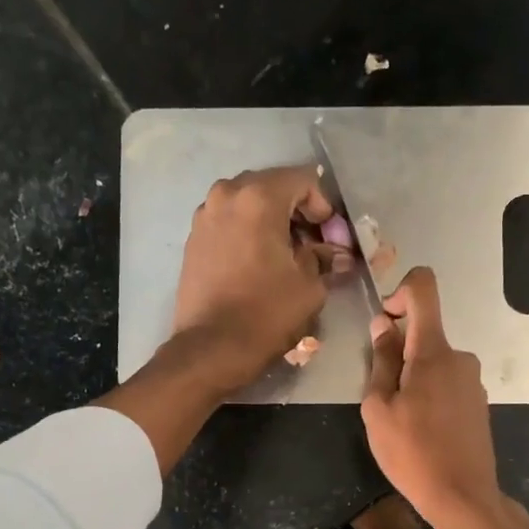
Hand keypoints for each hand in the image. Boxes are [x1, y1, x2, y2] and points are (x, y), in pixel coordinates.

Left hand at [171, 165, 337, 395]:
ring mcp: (204, 216)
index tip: (331, 237)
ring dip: (271, 223)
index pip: (303, 180)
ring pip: (248, 205)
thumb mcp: (309, 286)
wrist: (212, 348)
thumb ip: (323, 259)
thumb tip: (335, 254)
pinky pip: (229, 224)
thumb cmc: (266, 314)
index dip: (324, 207)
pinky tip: (259, 264)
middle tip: (313, 245)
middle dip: (297, 212)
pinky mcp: (193, 240)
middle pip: (272, 188)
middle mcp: (226, 194)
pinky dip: (248, 235)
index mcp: (259, 197)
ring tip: (286, 256)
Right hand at [361, 267, 505, 528]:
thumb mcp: (379, 409)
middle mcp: (460, 357)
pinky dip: (429, 396)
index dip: (399, 292)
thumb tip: (384, 326)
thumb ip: (381, 362)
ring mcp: (473, 381)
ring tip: (402, 423)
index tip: (384, 326)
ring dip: (413, 380)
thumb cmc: (412, 453)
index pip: (424, 288)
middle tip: (383, 400)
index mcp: (434, 351)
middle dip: (398, 355)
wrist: (463, 497)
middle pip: (424, 334)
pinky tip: (422, 433)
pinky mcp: (478, 403)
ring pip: (433, 363)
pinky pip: (447, 384)